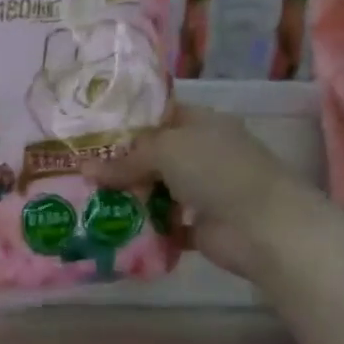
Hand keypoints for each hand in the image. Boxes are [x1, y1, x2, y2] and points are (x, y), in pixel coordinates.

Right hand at [84, 103, 312, 278]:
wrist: (263, 227)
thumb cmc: (216, 171)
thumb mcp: (164, 151)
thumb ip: (124, 160)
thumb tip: (85, 169)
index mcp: (201, 123)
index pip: (158, 116)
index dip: (126, 123)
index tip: (89, 133)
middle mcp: (202, 153)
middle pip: (152, 155)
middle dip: (119, 165)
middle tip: (80, 171)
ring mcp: (202, 190)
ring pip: (155, 189)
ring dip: (128, 197)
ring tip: (88, 200)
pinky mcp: (198, 225)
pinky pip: (162, 223)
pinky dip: (143, 227)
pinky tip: (112, 227)